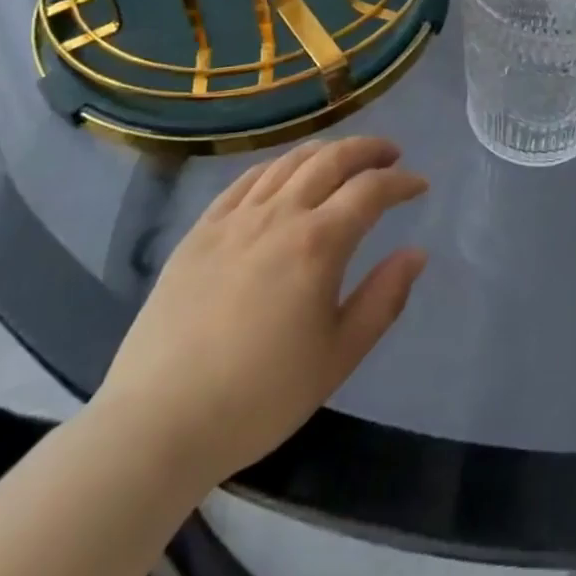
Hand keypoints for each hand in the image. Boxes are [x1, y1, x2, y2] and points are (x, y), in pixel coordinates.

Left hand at [90, 137, 427, 487]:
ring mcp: (235, 219)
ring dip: (326, 151)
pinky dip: (277, 166)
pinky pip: (245, 180)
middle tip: (390, 155)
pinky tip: (285, 175)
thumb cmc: (258, 397)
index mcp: (318, 243)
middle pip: (332, 159)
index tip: (419, 185)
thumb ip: (384, 299)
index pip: (371, 189)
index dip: (401, 182)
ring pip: (289, 161)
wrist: (156, 426)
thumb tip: (417, 253)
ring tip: (344, 158)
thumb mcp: (338, 357)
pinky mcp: (200, 231)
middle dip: (368, 150)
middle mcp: (279, 215)